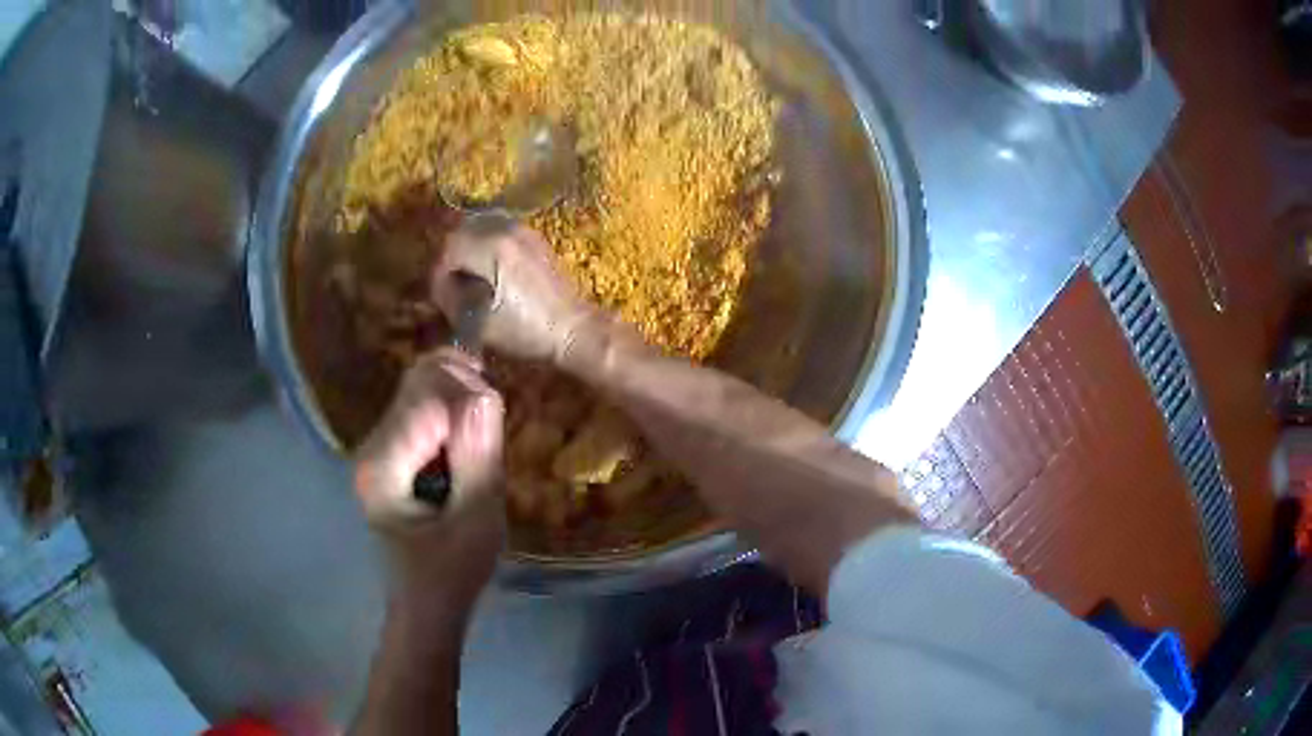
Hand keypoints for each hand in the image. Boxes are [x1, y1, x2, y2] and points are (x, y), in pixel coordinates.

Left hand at [354, 349, 505, 611]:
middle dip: (465, 390)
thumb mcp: (476, 524)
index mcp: (384, 466)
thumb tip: (484, 393)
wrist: (425, 604)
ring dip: (461, 396)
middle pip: (419, 379)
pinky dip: (454, 406)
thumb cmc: (452, 574)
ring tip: (484, 436)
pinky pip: (425, 402)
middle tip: (494, 431)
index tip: (496, 435)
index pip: (429, 399)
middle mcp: (372, 445)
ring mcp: (378, 444)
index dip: (471, 401)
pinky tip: (470, 437)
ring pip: (422, 384)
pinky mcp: (392, 448)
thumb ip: (477, 459)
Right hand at [432, 218, 597, 363]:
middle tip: (450, 287)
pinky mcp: (534, 238)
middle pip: (462, 233)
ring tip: (467, 279)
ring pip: (480, 228)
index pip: (449, 250)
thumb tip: (442, 291)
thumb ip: (453, 301)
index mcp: (491, 247)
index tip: (439, 298)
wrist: (572, 328)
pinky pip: (499, 232)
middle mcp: (506, 230)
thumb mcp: (480, 323)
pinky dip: (486, 246)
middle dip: (451, 259)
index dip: (439, 275)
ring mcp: (523, 231)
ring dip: (468, 250)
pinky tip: (488, 271)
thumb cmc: (526, 329)